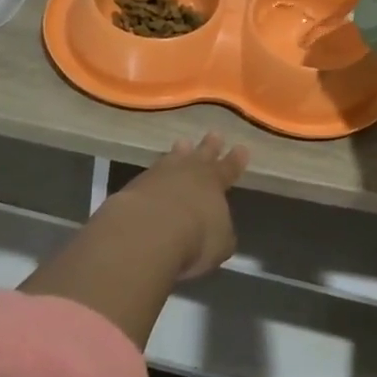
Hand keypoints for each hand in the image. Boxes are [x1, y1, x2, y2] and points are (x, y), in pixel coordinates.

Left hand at [112, 132, 249, 279]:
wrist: (147, 232)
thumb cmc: (194, 238)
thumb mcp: (219, 242)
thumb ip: (221, 233)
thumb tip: (220, 230)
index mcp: (215, 182)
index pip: (230, 167)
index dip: (236, 159)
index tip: (242, 148)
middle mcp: (189, 172)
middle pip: (202, 154)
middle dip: (210, 146)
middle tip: (214, 134)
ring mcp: (160, 175)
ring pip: (174, 157)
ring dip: (180, 152)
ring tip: (182, 143)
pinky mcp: (135, 185)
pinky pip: (150, 173)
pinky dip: (155, 175)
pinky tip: (153, 177)